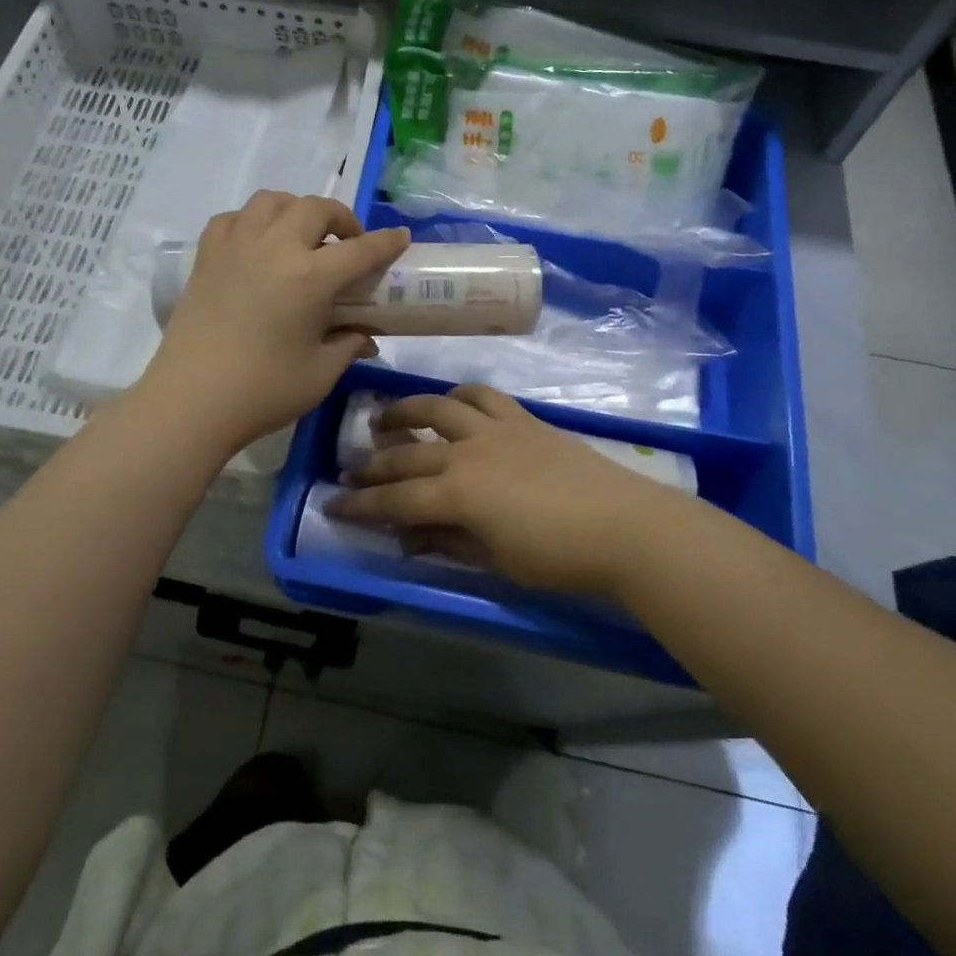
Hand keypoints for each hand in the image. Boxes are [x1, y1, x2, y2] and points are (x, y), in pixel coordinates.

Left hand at [144, 191, 409, 456]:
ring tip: (302, 235)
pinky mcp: (206, 258)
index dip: (385, 242)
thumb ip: (348, 346)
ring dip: (296, 210)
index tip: (400, 237)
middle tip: (348, 243)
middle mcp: (274, 248)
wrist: (191, 402)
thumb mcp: (320, 373)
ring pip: (271, 201)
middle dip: (340, 218)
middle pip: (315, 208)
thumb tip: (365, 336)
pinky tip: (257, 243)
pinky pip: (232, 218)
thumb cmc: (263, 391)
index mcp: (310, 277)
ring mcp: (235, 247)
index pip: (360, 249)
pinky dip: (252, 221)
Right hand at [328, 384, 680, 598]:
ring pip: (437, 407)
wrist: (623, 525)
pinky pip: (482, 395)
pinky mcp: (521, 419)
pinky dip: (458, 396)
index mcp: (457, 494)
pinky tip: (450, 403)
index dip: (360, 504)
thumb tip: (408, 537)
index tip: (332, 504)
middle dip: (373, 463)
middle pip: (407, 454)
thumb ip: (447, 542)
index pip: (394, 500)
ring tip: (384, 419)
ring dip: (405, 411)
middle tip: (351, 469)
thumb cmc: (558, 556)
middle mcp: (467, 452)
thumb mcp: (495, 560)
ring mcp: (495, 429)